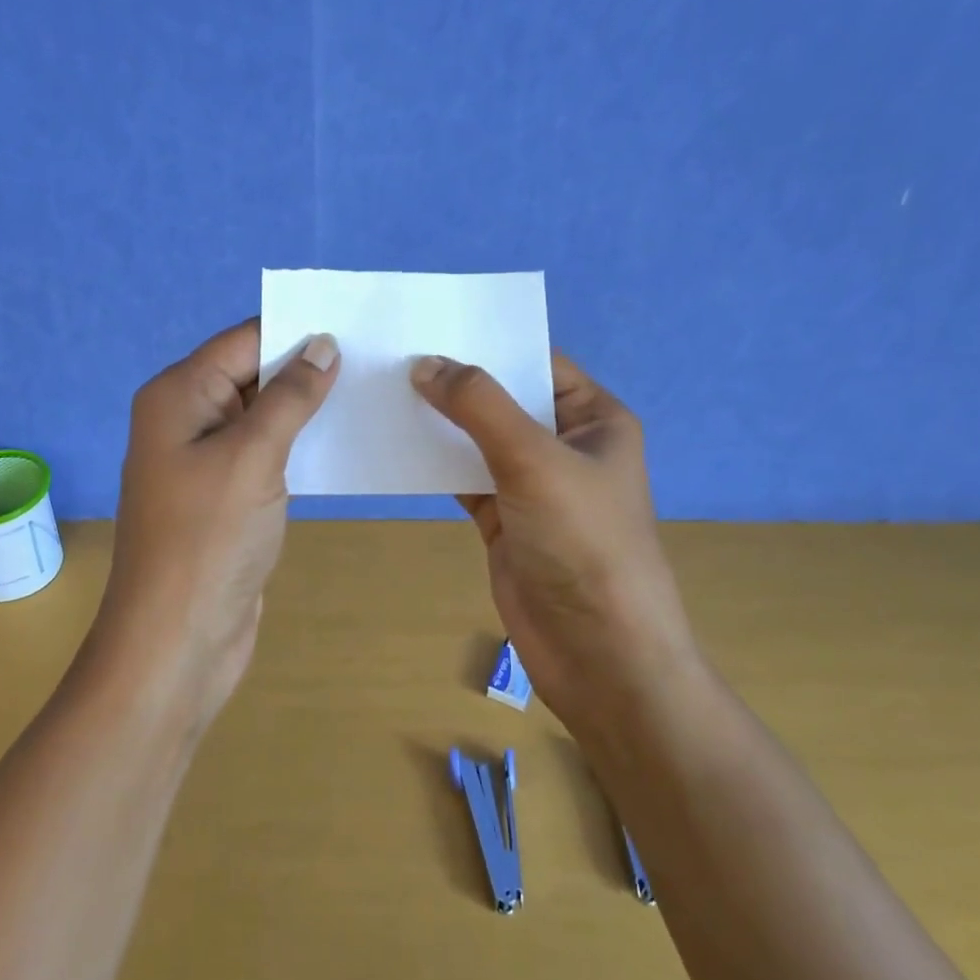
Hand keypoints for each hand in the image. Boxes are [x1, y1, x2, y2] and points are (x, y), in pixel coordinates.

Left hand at [98, 319, 338, 725]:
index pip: (244, 341)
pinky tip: (345, 441)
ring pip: (263, 415)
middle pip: (253, 374)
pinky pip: (266, 453)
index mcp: (179, 395)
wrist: (177, 642)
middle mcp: (187, 418)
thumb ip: (289, 396)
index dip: (297, 331)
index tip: (357, 326)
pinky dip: (300, 445)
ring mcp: (205, 460)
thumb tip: (322, 344)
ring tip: (372, 393)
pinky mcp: (226, 495)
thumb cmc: (208, 540)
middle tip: (376, 358)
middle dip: (306, 368)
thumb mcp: (251, 457)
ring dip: (308, 408)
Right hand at [410, 352, 696, 727]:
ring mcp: (530, 484)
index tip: (429, 326)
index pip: (537, 362)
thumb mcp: (533, 459)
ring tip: (382, 391)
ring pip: (477, 438)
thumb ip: (478, 405)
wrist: (597, 653)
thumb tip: (425, 363)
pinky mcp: (502, 518)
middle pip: (502, 399)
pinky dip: (432, 463)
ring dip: (438, 422)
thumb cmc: (582, 542)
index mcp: (593, 418)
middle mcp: (563, 444)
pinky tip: (393, 445)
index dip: (488, 344)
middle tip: (392, 354)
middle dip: (454, 381)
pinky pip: (462, 477)